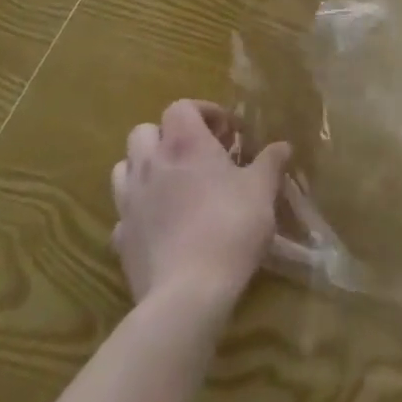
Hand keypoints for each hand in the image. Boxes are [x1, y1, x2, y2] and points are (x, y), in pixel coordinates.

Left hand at [110, 100, 290, 312]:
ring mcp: (129, 202)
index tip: (226, 131)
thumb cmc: (230, 228)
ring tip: (173, 183)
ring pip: (125, 167)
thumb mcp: (262, 190)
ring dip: (146, 167)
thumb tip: (282, 146)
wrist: (187, 294)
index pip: (180, 107)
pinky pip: (125, 212)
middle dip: (168, 135)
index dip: (203, 111)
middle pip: (144, 131)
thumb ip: (270, 162)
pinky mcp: (120, 238)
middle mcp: (151, 164)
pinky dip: (140, 210)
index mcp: (185, 144)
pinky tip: (162, 224)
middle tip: (196, 154)